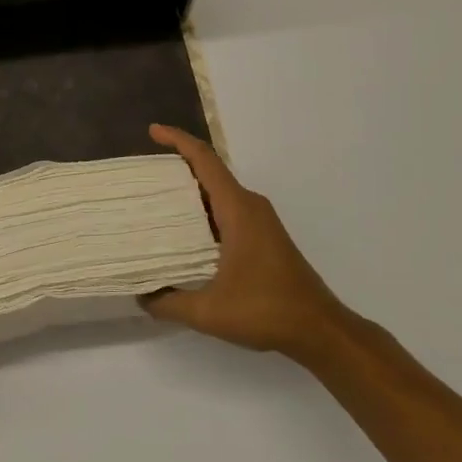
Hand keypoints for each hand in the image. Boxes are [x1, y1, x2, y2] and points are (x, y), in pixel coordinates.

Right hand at [141, 125, 351, 363]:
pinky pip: (228, 208)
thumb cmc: (267, 311)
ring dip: (191, 189)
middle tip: (143, 173)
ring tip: (156, 199)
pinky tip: (185, 230)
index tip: (153, 131)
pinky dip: (204, 209)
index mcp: (238, 209)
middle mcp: (250, 206)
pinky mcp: (264, 236)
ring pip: (219, 191)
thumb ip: (170, 303)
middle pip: (210, 171)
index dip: (178, 141)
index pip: (205, 160)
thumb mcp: (209, 313)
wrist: (320, 330)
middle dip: (177, 165)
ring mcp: (260, 221)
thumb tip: (141, 296)